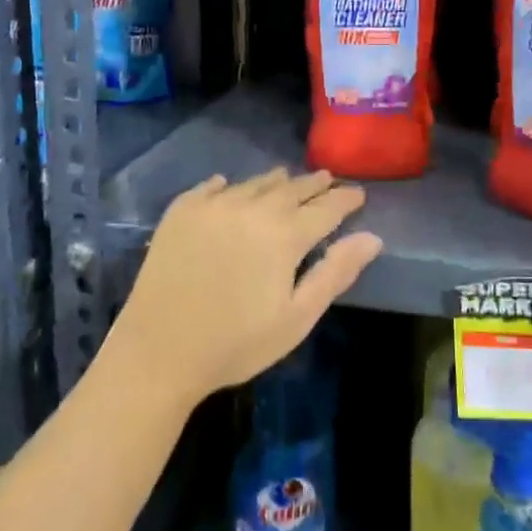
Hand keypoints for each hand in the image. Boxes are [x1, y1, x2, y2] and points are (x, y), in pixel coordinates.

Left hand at [111, 168, 381, 409]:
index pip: (326, 207)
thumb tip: (372, 238)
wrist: (158, 351)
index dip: (346, 200)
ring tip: (286, 179)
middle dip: (314, 184)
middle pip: (291, 188)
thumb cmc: (236, 343)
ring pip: (254, 183)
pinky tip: (227, 186)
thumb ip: (335, 272)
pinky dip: (228, 186)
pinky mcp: (181, 211)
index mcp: (285, 234)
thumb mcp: (297, 317)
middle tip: (328, 179)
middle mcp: (251, 207)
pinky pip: (211, 187)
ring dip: (275, 181)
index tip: (359, 194)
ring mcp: (212, 205)